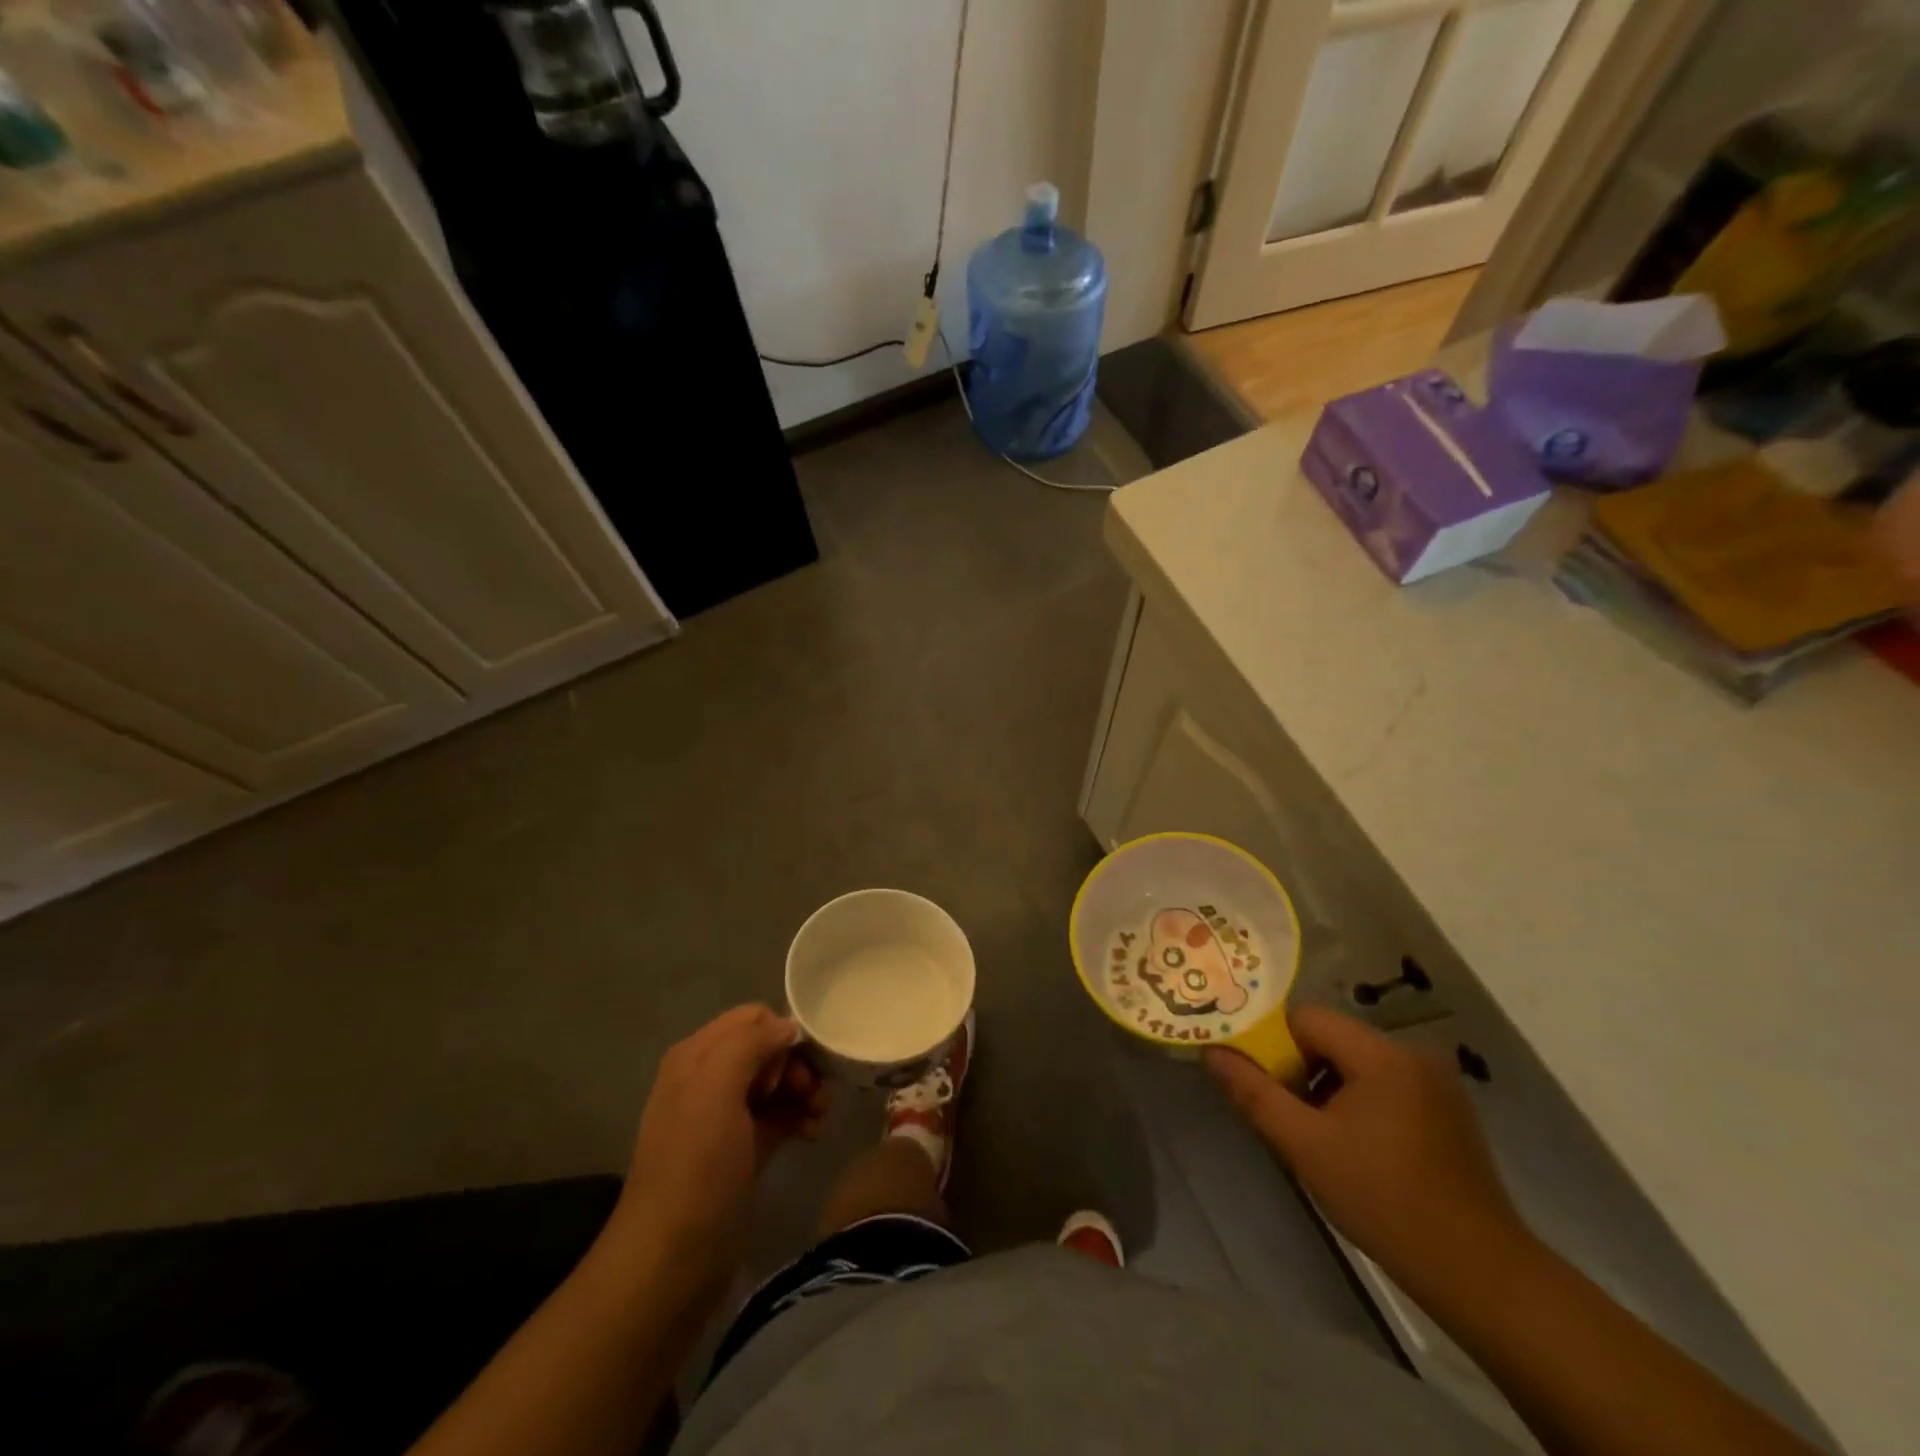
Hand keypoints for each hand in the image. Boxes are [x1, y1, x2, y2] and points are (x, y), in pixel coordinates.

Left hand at [612, 1004, 828, 1289]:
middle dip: (797, 1066)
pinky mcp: (741, 1151)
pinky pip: (778, 1116)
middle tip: (815, 1095)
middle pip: (767, 1049)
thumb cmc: (696, 1168)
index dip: (779, 1037)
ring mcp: (725, 1118)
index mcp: (696, 1056)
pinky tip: (813, 1135)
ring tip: (821, 1117)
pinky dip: (798, 1118)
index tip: (791, 1072)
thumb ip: (750, 1044)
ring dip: (804, 1092)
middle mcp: (708, 1079)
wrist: (672, 1262)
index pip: (753, 1018)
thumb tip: (788, 1028)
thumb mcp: (716, 1091)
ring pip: (776, 1083)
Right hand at [1204, 1007, 1530, 1304]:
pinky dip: (1361, 1102)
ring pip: (1358, 1063)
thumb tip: (1212, 1052)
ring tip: (1320, 1138)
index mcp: (1381, 1055)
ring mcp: (1437, 1083)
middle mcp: (1413, 1055)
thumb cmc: (1383, 1201)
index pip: (1306, 1019)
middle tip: (1289, 1117)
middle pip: (1333, 1039)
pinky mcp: (1449, 1111)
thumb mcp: (1305, 1147)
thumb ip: (1254, 1093)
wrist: (1479, 1273)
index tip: (1265, 1086)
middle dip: (1302, 1070)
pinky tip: (1358, 1148)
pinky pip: (1386, 1085)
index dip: (1275, 1045)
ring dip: (1330, 1089)